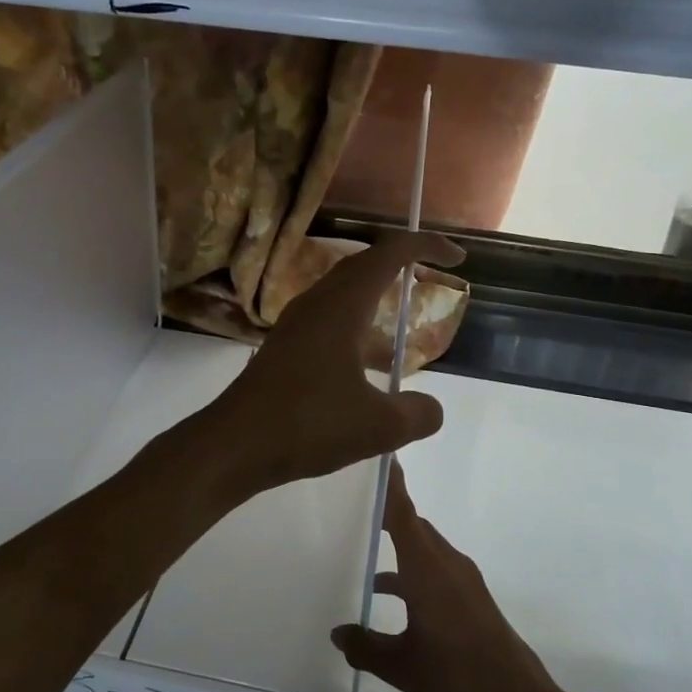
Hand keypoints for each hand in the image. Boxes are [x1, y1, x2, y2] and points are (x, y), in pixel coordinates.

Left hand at [206, 231, 463, 493]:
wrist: (234, 445)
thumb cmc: (308, 424)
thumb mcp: (379, 427)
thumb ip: (417, 414)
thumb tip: (431, 409)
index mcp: (342, 306)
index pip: (389, 254)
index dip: (425, 247)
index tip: (457, 258)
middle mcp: (317, 304)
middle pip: (363, 267)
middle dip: (400, 266)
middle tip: (431, 280)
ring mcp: (296, 326)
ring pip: (343, 296)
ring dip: (376, 301)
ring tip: (403, 329)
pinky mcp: (284, 350)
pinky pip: (328, 323)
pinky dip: (356, 330)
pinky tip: (367, 369)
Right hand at [330, 466, 562, 691]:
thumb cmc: (457, 677)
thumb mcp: (402, 666)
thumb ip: (365, 646)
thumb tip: (337, 633)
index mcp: (427, 569)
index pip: (403, 515)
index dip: (390, 486)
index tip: (378, 455)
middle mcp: (447, 565)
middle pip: (414, 526)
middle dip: (387, 513)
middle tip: (352, 504)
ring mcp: (463, 581)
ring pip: (424, 550)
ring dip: (398, 546)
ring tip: (360, 549)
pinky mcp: (471, 599)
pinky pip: (434, 569)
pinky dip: (411, 571)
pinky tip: (388, 597)